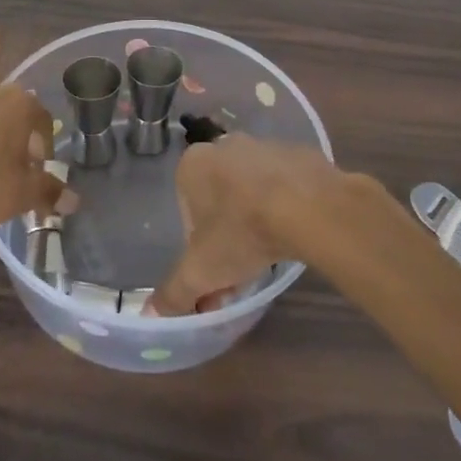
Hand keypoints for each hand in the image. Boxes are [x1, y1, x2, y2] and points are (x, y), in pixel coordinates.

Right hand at [148, 135, 357, 315]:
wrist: (309, 206)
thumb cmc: (242, 231)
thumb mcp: (201, 272)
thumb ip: (173, 293)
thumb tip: (151, 315)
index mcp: (193, 164)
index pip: (186, 208)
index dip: (198, 244)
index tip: (214, 270)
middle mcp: (225, 145)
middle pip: (219, 197)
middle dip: (227, 231)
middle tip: (242, 267)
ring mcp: (264, 145)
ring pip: (252, 189)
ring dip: (256, 217)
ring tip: (271, 252)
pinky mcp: (298, 153)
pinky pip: (284, 184)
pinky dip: (285, 204)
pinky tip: (295, 231)